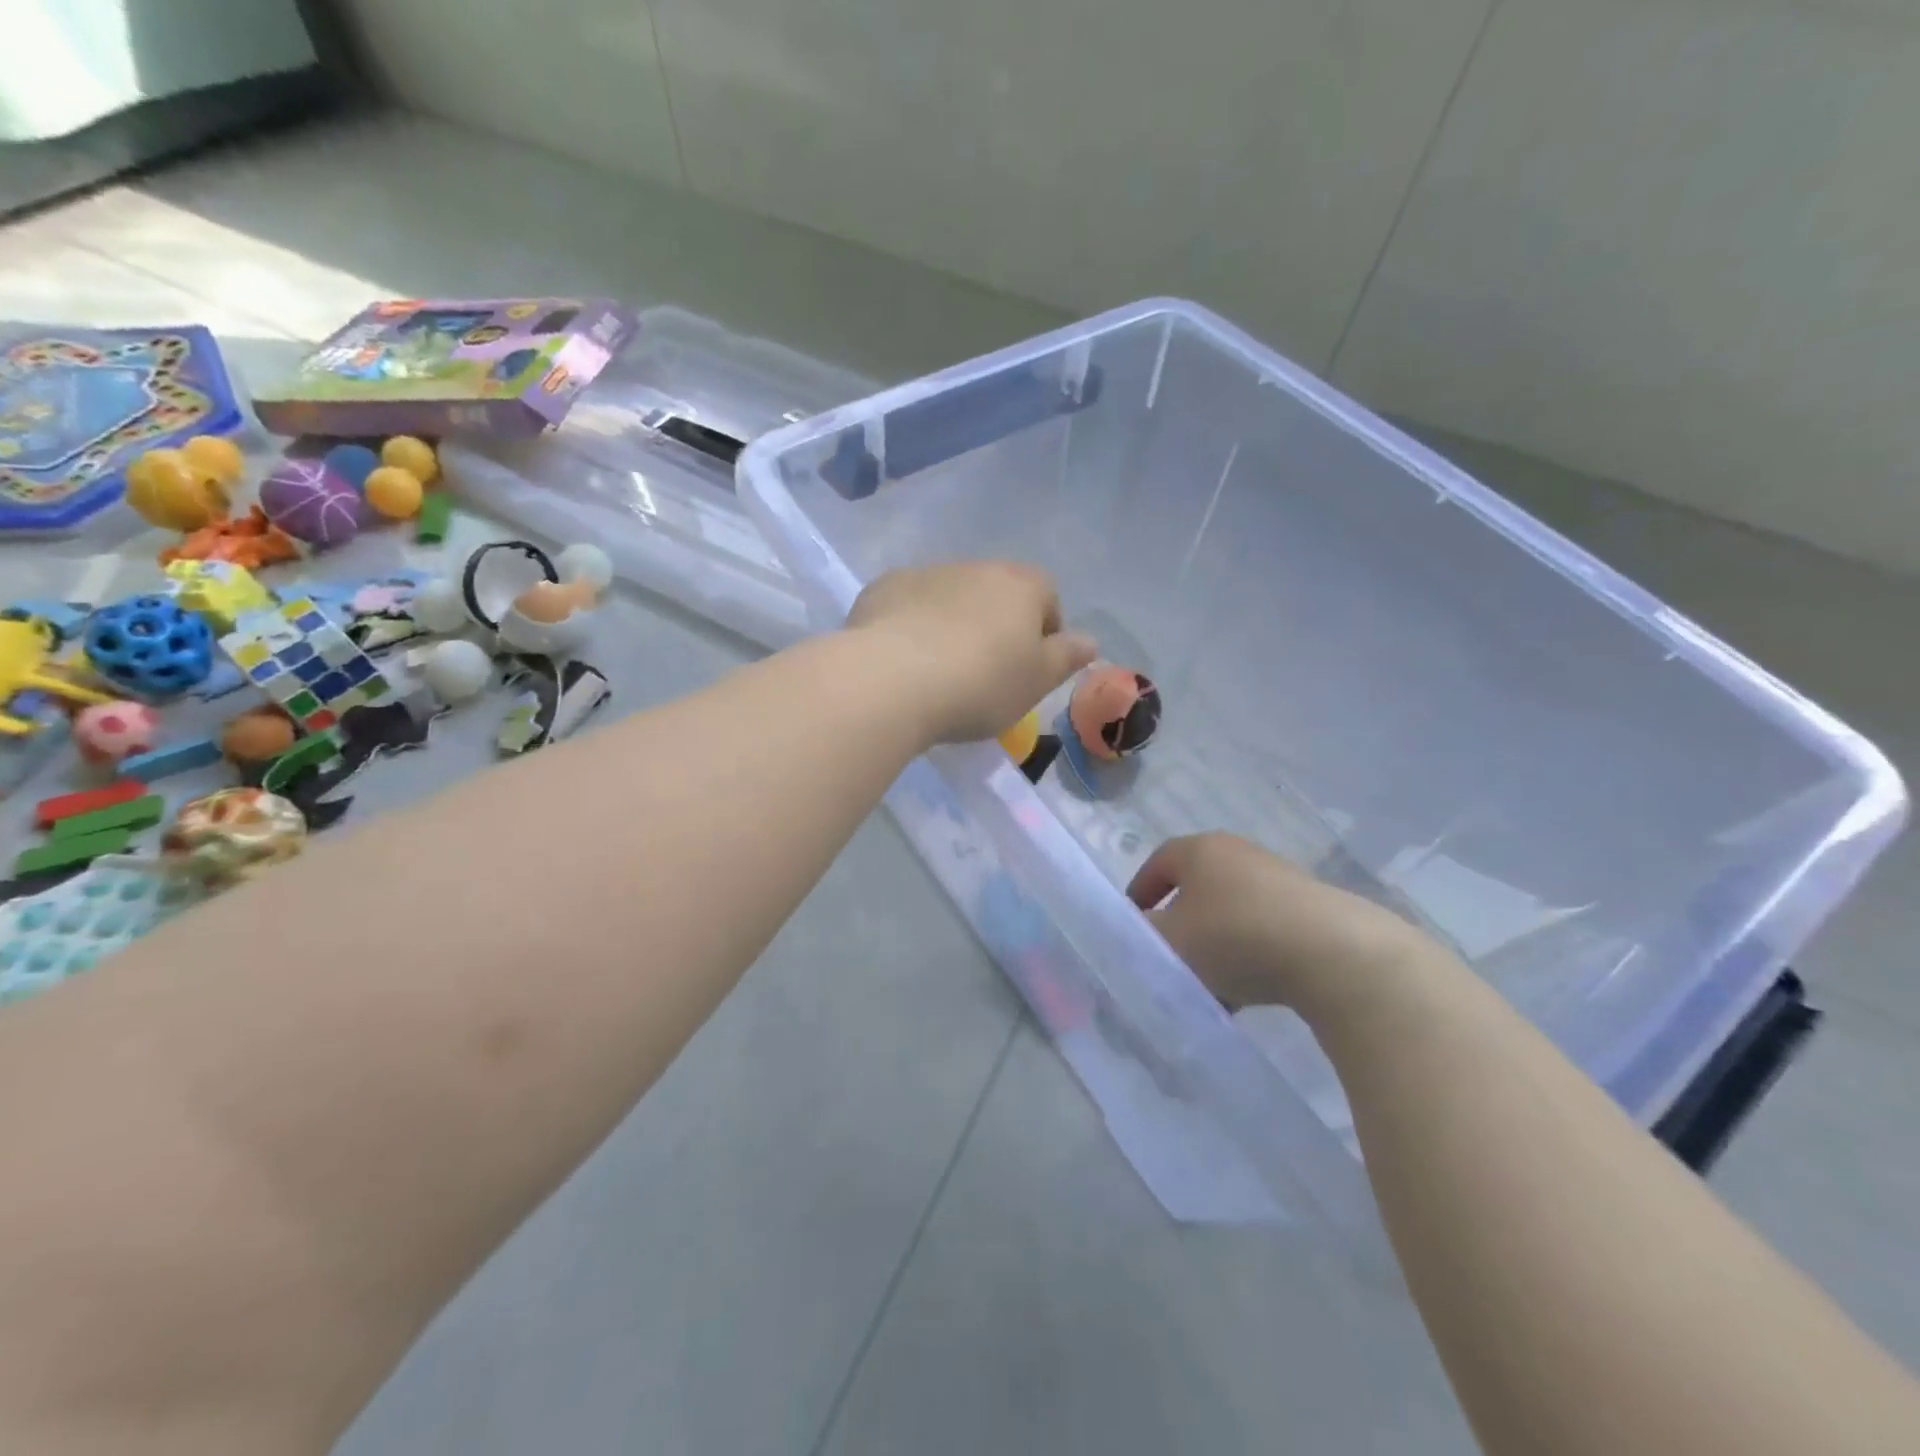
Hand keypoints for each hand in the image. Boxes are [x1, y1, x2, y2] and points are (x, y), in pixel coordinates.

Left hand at [848, 562, 1096, 743]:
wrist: (892, 680)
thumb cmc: (980, 683)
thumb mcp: (1036, 681)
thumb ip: (1066, 657)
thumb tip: (1091, 640)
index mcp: (1022, 584)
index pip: (1048, 597)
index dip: (1044, 633)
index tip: (1029, 669)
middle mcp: (976, 567)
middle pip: (996, 594)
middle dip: (995, 626)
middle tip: (984, 674)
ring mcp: (926, 573)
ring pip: (950, 597)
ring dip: (952, 623)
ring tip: (938, 670)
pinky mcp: (883, 588)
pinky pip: (908, 606)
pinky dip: (911, 625)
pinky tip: (902, 661)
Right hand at [1127, 833, 1435, 1015]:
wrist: (1335, 955)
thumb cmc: (1235, 937)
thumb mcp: (1171, 942)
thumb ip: (1141, 938)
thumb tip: (1137, 935)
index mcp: (1202, 850)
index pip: (1159, 861)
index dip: (1141, 892)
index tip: (1133, 924)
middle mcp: (1239, 854)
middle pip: (1196, 889)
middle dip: (1180, 926)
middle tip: (1169, 959)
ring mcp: (1280, 880)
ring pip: (1230, 914)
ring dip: (1214, 948)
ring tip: (1209, 988)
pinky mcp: (1312, 910)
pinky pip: (1264, 931)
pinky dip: (1249, 956)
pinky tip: (1248, 994)